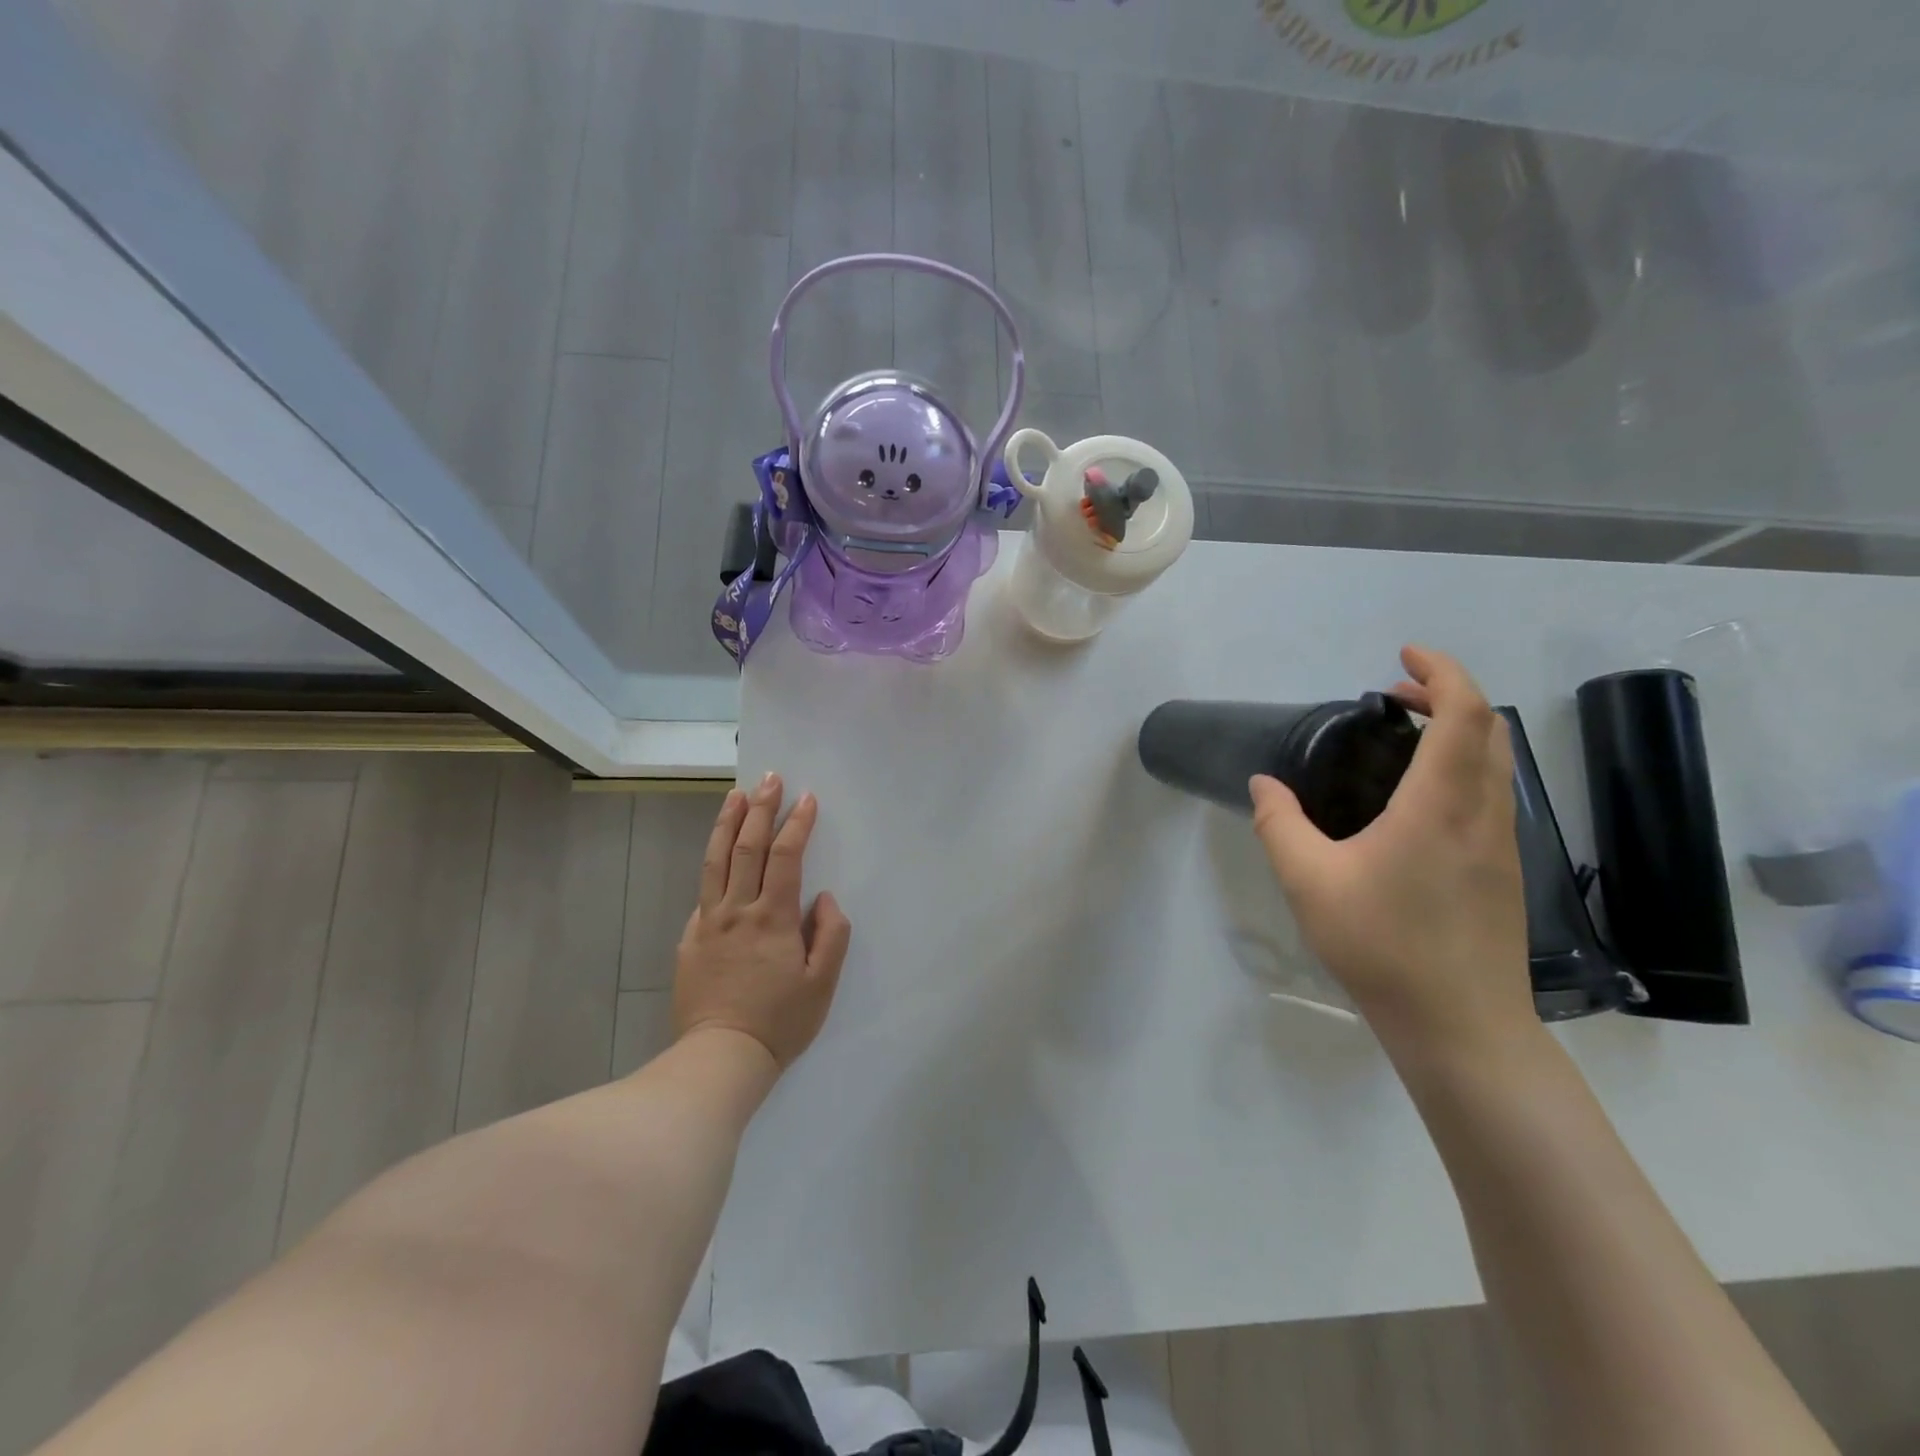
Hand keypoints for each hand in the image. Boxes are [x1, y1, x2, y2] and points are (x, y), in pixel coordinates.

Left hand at [674, 773, 851, 1069]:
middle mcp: (737, 910)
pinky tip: (719, 856)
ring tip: (735, 795)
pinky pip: (703, 892)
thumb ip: (831, 933)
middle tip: (769, 779)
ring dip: (727, 823)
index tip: (806, 798)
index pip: (785, 856)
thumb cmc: (780, 1021)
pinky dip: (713, 865)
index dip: (797, 824)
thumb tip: (823, 898)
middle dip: (760, 808)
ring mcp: (708, 923)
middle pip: (746, 847)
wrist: (721, 1058)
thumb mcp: (823, 983)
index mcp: (772, 918)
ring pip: (715, 861)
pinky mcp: (691, 939)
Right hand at [1249, 646, 1533, 1054]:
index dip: (1441, 671)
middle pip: (1488, 728)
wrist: (1461, 1026)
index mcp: (1441, 804)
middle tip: (1392, 697)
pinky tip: (1415, 802)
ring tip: (1400, 741)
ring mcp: (1503, 844)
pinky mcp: (1505, 871)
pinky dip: (1461, 768)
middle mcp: (1483, 813)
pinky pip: (1490, 794)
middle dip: (1446, 695)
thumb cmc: (1382, 945)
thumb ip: (1279, 824)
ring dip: (1457, 732)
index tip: (1401, 657)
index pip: (1463, 712)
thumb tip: (1264, 784)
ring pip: (1495, 762)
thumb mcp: (1309, 881)